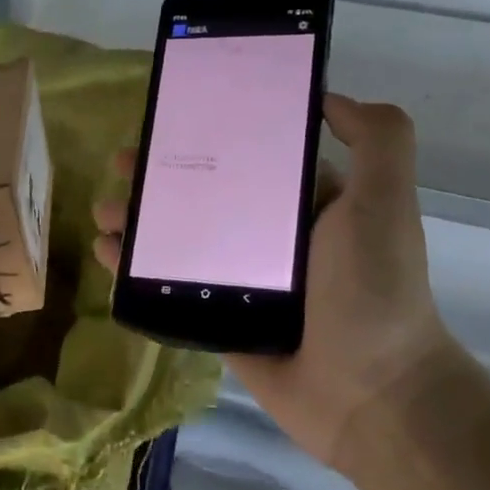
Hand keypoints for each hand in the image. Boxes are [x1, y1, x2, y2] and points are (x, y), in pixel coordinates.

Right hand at [93, 95, 456, 470]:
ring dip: (139, 221)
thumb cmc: (375, 287)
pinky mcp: (218, 321)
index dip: (210, 135)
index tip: (171, 118)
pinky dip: (135, 271)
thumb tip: (325, 97)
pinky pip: (169, 288)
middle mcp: (271, 238)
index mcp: (306, 204)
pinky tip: (107, 254)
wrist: (371, 392)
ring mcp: (241, 282)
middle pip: (203, 196)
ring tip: (104, 210)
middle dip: (160, 177)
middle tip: (122, 164)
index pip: (249, 156)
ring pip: (178, 241)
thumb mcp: (384, 198)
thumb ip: (376, 138)